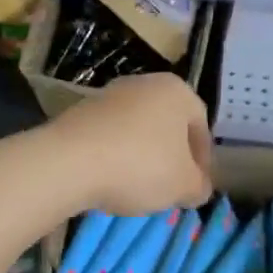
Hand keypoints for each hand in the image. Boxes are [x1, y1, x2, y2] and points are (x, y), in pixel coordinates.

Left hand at [50, 73, 213, 215]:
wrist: (69, 161)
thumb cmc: (141, 166)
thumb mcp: (183, 185)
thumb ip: (198, 186)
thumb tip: (198, 187)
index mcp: (176, 91)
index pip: (201, 125)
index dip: (203, 159)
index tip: (196, 185)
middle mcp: (144, 84)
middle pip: (167, 125)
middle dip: (171, 157)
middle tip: (170, 187)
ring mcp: (108, 95)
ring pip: (136, 130)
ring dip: (141, 157)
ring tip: (138, 188)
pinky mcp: (79, 112)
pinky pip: (108, 137)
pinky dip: (114, 157)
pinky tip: (110, 181)